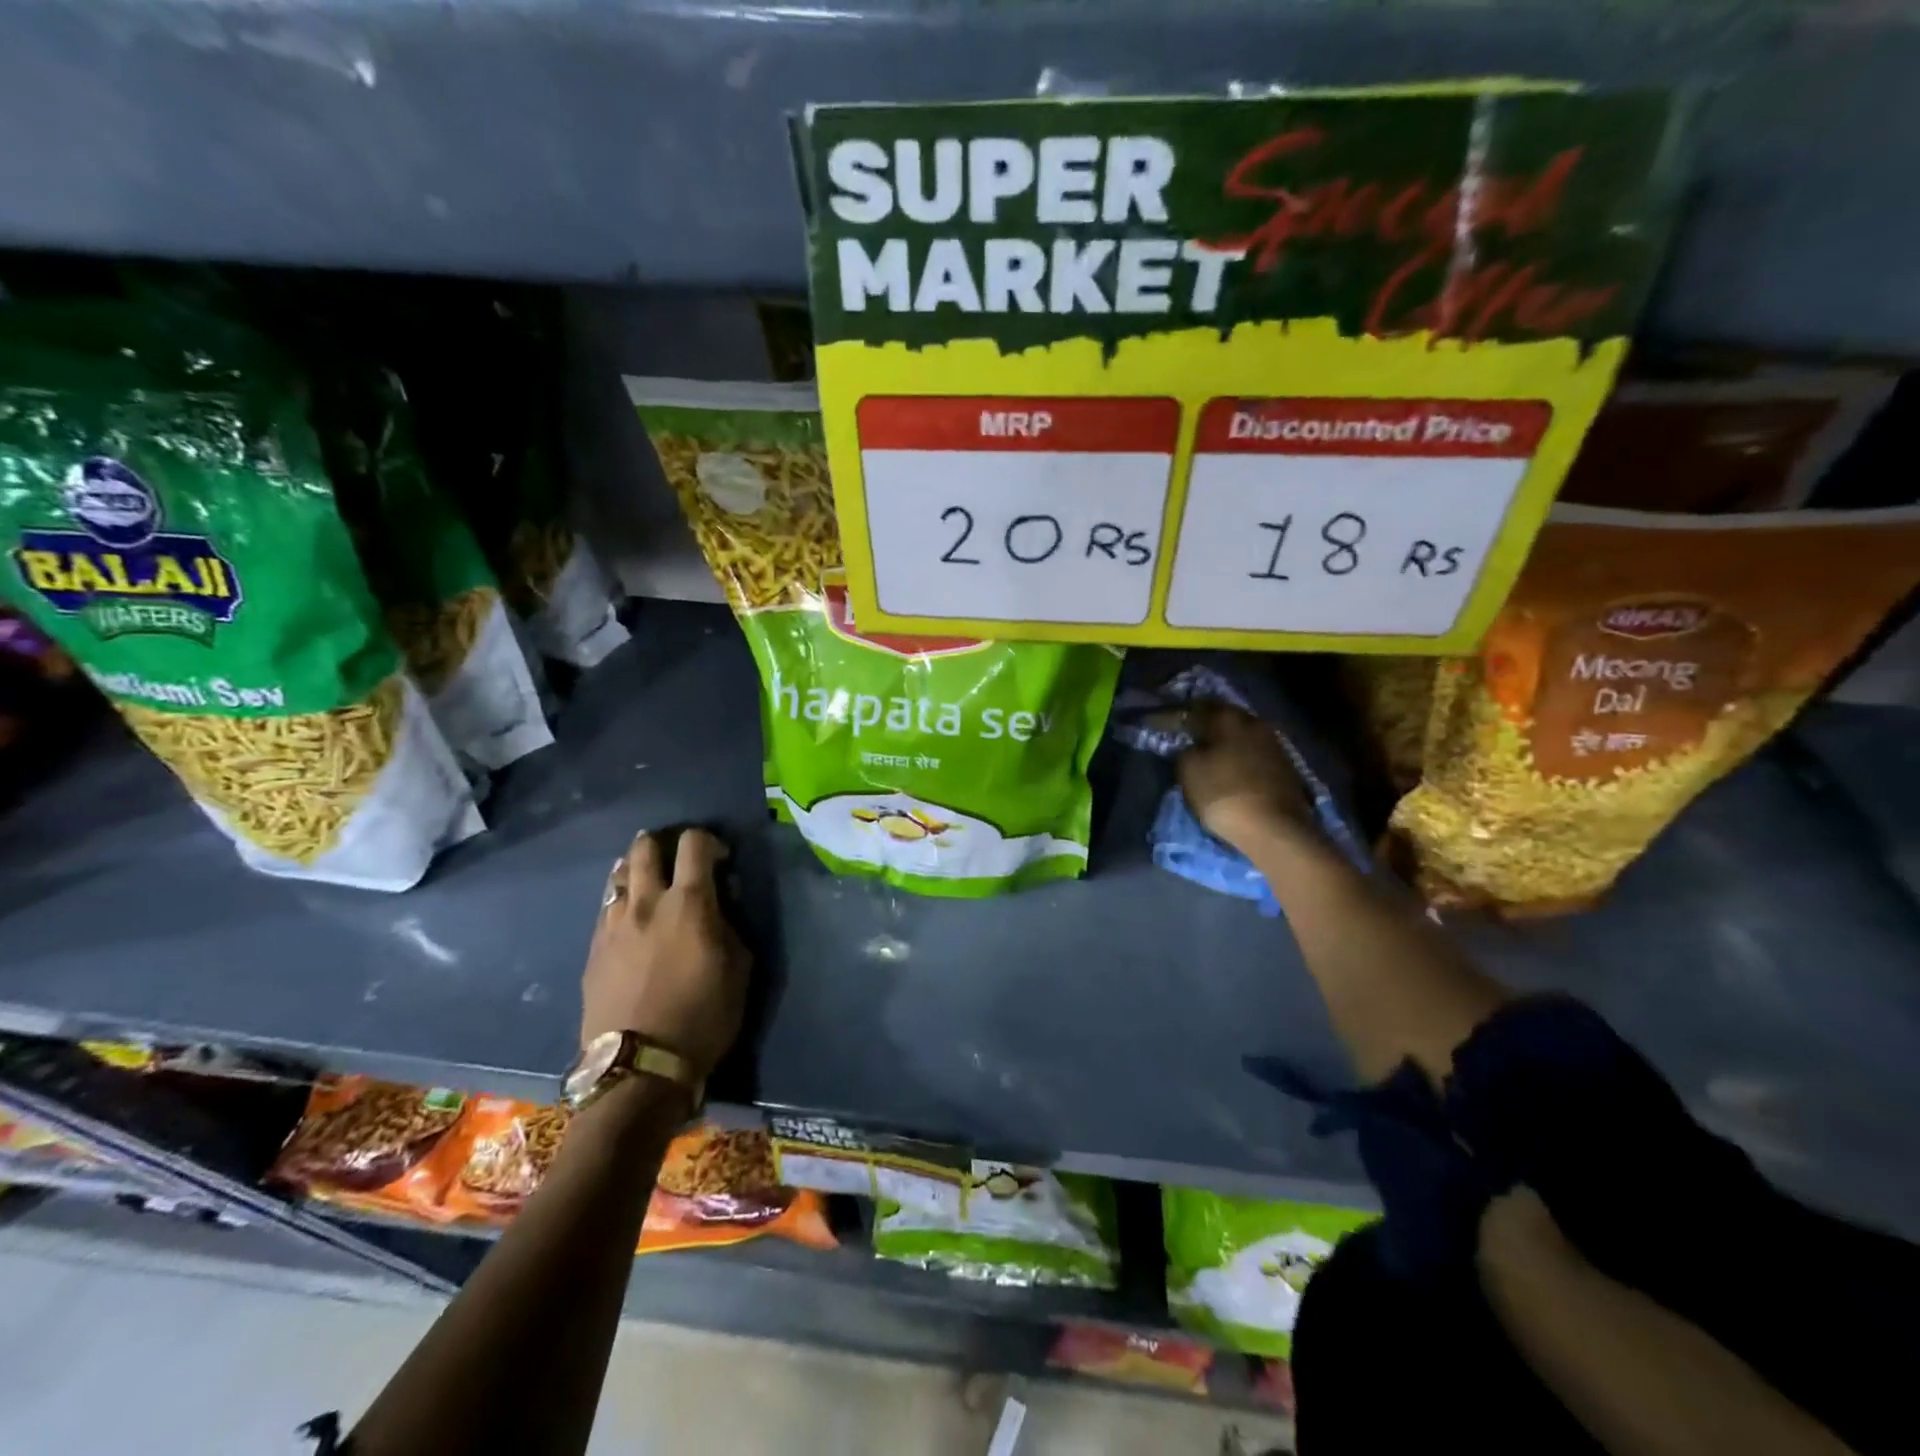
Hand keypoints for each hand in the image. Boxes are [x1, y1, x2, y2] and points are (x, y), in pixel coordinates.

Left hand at [581, 828, 748, 1081]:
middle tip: (677, 859)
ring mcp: (613, 924)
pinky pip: (605, 908)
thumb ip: (729, 926)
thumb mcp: (739, 968)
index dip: (709, 841)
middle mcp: (646, 902)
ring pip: (618, 875)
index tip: (720, 859)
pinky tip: (630, 915)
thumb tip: (719, 906)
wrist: (639, 1068)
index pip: (694, 844)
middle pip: (645, 848)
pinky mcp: (593, 949)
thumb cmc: (703, 1016)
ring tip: (648, 882)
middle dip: (663, 843)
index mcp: (689, 903)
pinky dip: (620, 900)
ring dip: (635, 869)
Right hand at [1175, 700, 1312, 854]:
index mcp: (1228, 718)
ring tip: (1205, 749)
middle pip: (1222, 717)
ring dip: (1222, 739)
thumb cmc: (1224, 794)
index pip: (1195, 708)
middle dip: (1202, 723)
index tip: (1158, 724)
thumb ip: (1184, 751)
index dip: (1174, 716)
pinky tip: (1228, 764)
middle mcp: (1253, 722)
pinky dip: (1237, 754)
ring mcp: (1273, 743)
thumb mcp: (1188, 770)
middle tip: (1183, 732)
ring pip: (1240, 734)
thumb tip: (1191, 746)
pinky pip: (1252, 752)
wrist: (1274, 828)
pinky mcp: (1284, 766)